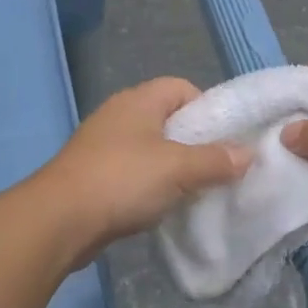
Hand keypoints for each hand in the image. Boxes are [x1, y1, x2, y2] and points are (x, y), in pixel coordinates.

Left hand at [36, 77, 250, 266]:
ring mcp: (103, 146)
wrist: (60, 220)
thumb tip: (247, 154)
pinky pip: (133, 174)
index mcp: (138, 101)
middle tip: (216, 169)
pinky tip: (162, 206)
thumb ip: (216, 160)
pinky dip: (150, 186)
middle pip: (168, 120)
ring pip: (150, 150)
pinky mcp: (93, 175)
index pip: (182, 88)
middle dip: (194, 144)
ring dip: (172, 169)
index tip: (225, 139)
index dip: (208, 108)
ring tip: (194, 191)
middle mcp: (119, 116)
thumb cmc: (122, 180)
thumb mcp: (178, 168)